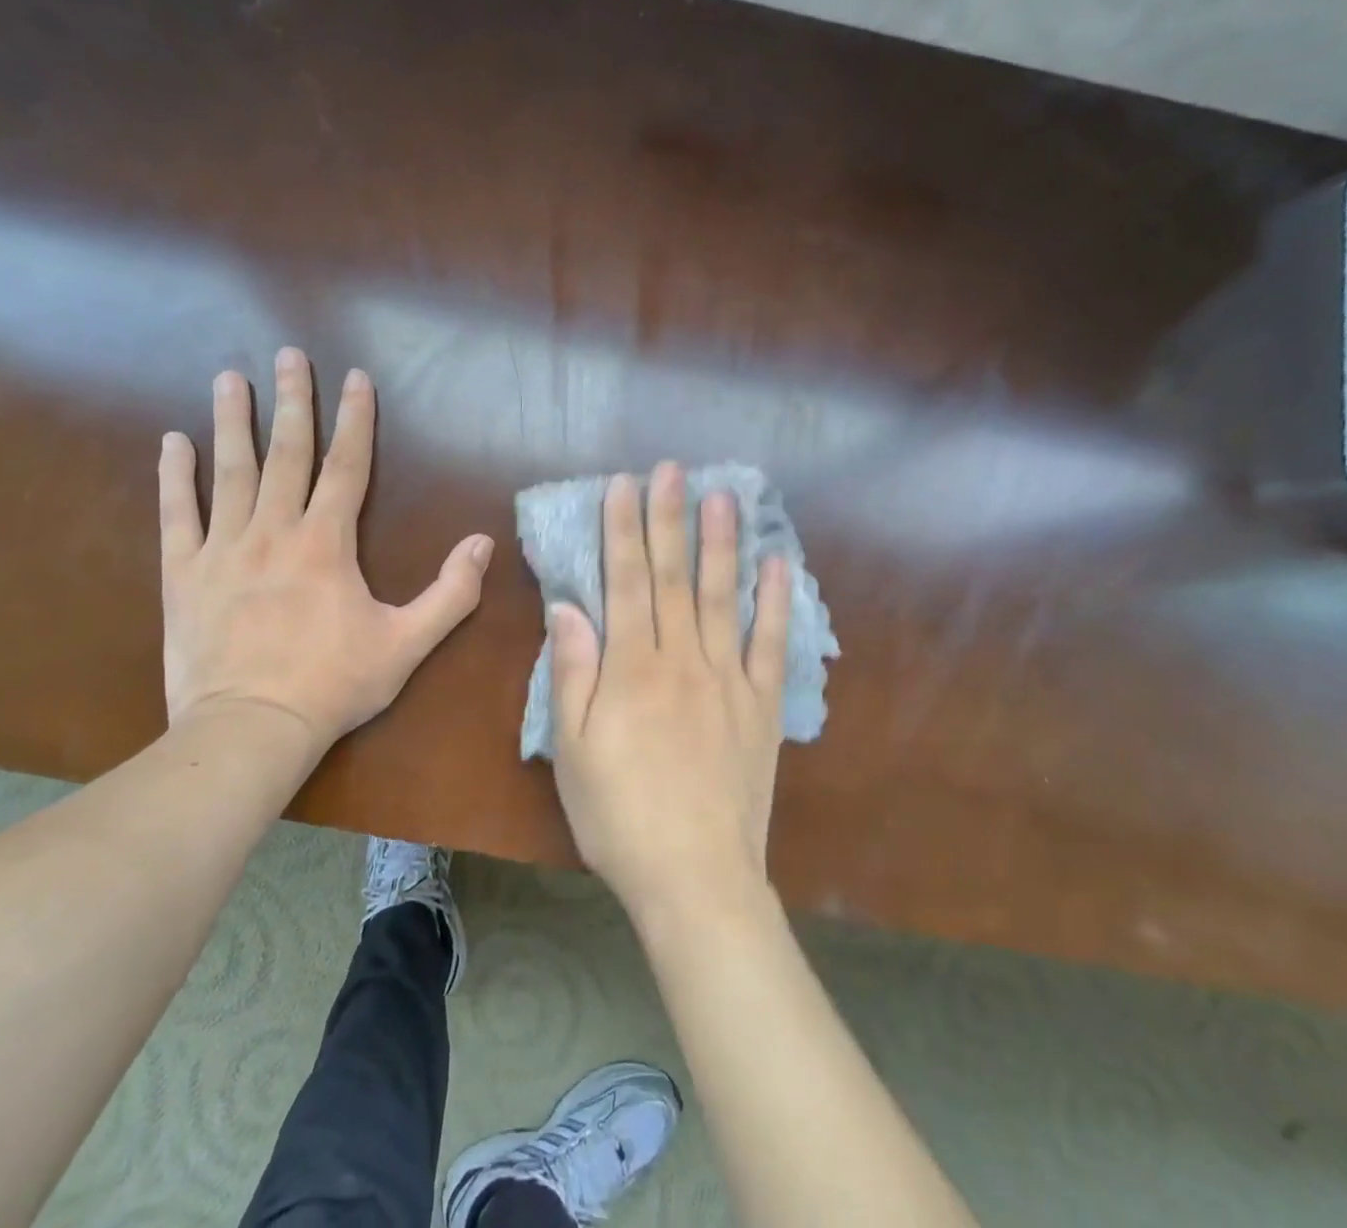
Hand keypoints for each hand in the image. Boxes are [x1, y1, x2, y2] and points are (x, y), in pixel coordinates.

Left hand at [158, 350, 492, 751]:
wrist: (250, 728)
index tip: (355, 377)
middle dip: (292, 401)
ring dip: (231, 421)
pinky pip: (177, 515)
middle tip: (288, 354)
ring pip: (229, 472)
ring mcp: (223, 549)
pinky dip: (174, 477)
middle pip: (286, 453)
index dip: (355, 419)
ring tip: (228, 377)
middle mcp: (274, 530)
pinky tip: (172, 441)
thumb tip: (484, 544)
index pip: (347, 466)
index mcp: (327, 542)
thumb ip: (451, 593)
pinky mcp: (182, 574)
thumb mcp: (407, 644)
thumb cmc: (333, 685)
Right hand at [548, 463, 792, 924]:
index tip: (624, 485)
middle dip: (668, 518)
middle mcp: (681, 659)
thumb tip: (568, 607)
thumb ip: (572, 672)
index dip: (622, 529)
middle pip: (672, 576)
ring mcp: (728, 679)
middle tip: (672, 469)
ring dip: (721, 543)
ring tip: (722, 496)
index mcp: (631, 667)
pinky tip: (779, 564)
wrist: (694, 876)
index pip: (625, 581)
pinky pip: (771, 644)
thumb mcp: (570, 749)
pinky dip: (776, 602)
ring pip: (723, 596)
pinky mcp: (762, 705)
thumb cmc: (618, 815)